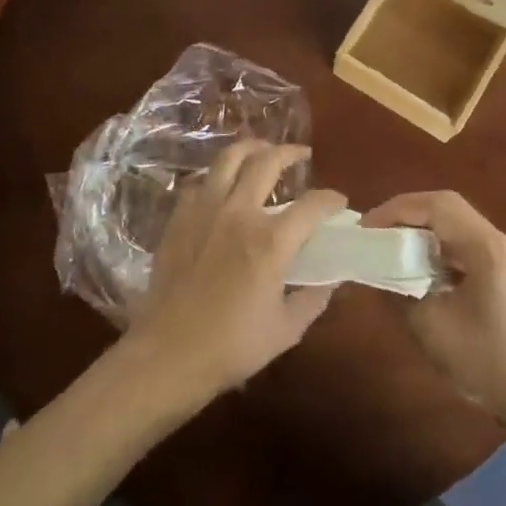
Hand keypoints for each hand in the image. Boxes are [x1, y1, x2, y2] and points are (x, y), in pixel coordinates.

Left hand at [126, 142, 345, 401]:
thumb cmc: (231, 347)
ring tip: (262, 150)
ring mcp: (204, 211)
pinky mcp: (179, 219)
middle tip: (301, 155)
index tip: (339, 203)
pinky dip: (216, 177)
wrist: (167, 356)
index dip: (331, 200)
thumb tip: (333, 278)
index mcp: (271, 241)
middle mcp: (239, 213)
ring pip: (228, 159)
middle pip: (267, 162)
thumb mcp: (286, 329)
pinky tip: (222, 185)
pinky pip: (199, 183)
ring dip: (251, 149)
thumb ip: (314, 298)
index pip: (312, 205)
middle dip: (290, 153)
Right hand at [365, 191, 505, 427]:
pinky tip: (416, 266)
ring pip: (455, 223)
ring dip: (421, 228)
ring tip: (389, 245)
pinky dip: (435, 246)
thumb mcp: (431, 329)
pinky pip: (462, 243)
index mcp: (485, 248)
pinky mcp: (502, 271)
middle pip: (447, 207)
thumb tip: (373, 272)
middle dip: (406, 213)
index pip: (437, 206)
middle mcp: (497, 241)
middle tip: (375, 232)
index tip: (366, 228)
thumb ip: (398, 293)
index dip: (397, 209)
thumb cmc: (486, 362)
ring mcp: (503, 255)